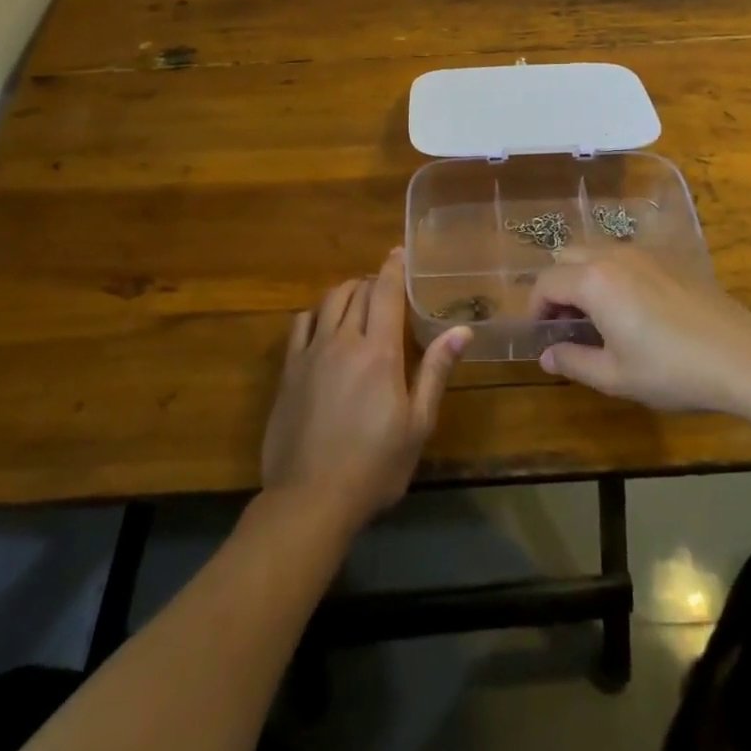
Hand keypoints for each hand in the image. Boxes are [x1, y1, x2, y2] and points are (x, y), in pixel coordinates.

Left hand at [261, 247, 470, 534]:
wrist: (309, 499)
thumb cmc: (374, 466)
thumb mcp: (417, 424)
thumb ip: (436, 371)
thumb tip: (462, 330)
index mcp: (379, 351)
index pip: (386, 291)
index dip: (394, 267)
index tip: (400, 252)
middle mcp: (343, 340)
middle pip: (357, 291)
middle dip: (373, 281)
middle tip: (386, 287)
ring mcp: (311, 353)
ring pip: (328, 301)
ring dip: (346, 291)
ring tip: (359, 299)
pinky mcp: (289, 370)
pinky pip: (301, 324)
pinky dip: (316, 314)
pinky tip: (324, 325)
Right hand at [530, 249, 750, 411]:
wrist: (740, 355)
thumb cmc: (671, 369)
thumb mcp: (615, 376)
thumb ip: (573, 362)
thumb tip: (546, 355)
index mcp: (593, 281)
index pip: (546, 284)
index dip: (535, 308)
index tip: (541, 334)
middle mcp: (613, 256)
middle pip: (567, 257)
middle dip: (557, 286)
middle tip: (565, 322)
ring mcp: (643, 253)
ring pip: (595, 252)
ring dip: (583, 276)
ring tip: (596, 315)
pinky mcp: (668, 258)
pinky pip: (623, 256)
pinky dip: (611, 273)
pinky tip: (630, 307)